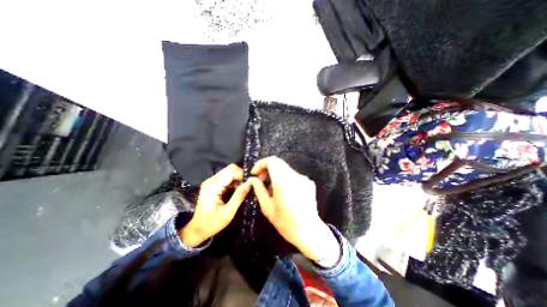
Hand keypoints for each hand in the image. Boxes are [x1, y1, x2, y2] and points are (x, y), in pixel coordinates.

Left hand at [182, 165, 251, 247]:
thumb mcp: (228, 213)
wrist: (197, 229)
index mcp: (213, 186)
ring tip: (241, 190)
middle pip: (230, 169)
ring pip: (229, 172)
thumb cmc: (212, 223)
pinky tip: (235, 191)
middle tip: (246, 187)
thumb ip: (239, 196)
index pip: (231, 171)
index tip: (249, 184)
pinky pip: (226, 177)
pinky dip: (234, 181)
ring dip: (238, 179)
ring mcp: (211, 181)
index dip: (242, 175)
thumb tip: (249, 183)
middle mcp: (211, 180)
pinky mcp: (213, 184)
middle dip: (241, 176)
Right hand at [247, 156, 339, 265]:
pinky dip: (285, 178)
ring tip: (273, 189)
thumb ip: (259, 189)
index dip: (260, 164)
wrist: (309, 231)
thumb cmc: (285, 222)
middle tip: (261, 179)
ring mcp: (303, 178)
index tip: (255, 174)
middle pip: (278, 162)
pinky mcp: (309, 181)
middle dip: (267, 167)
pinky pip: (293, 175)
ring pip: (285, 168)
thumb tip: (252, 179)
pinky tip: (285, 191)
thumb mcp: (267, 207)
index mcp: (282, 182)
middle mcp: (294, 176)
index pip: (270, 161)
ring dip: (276, 173)